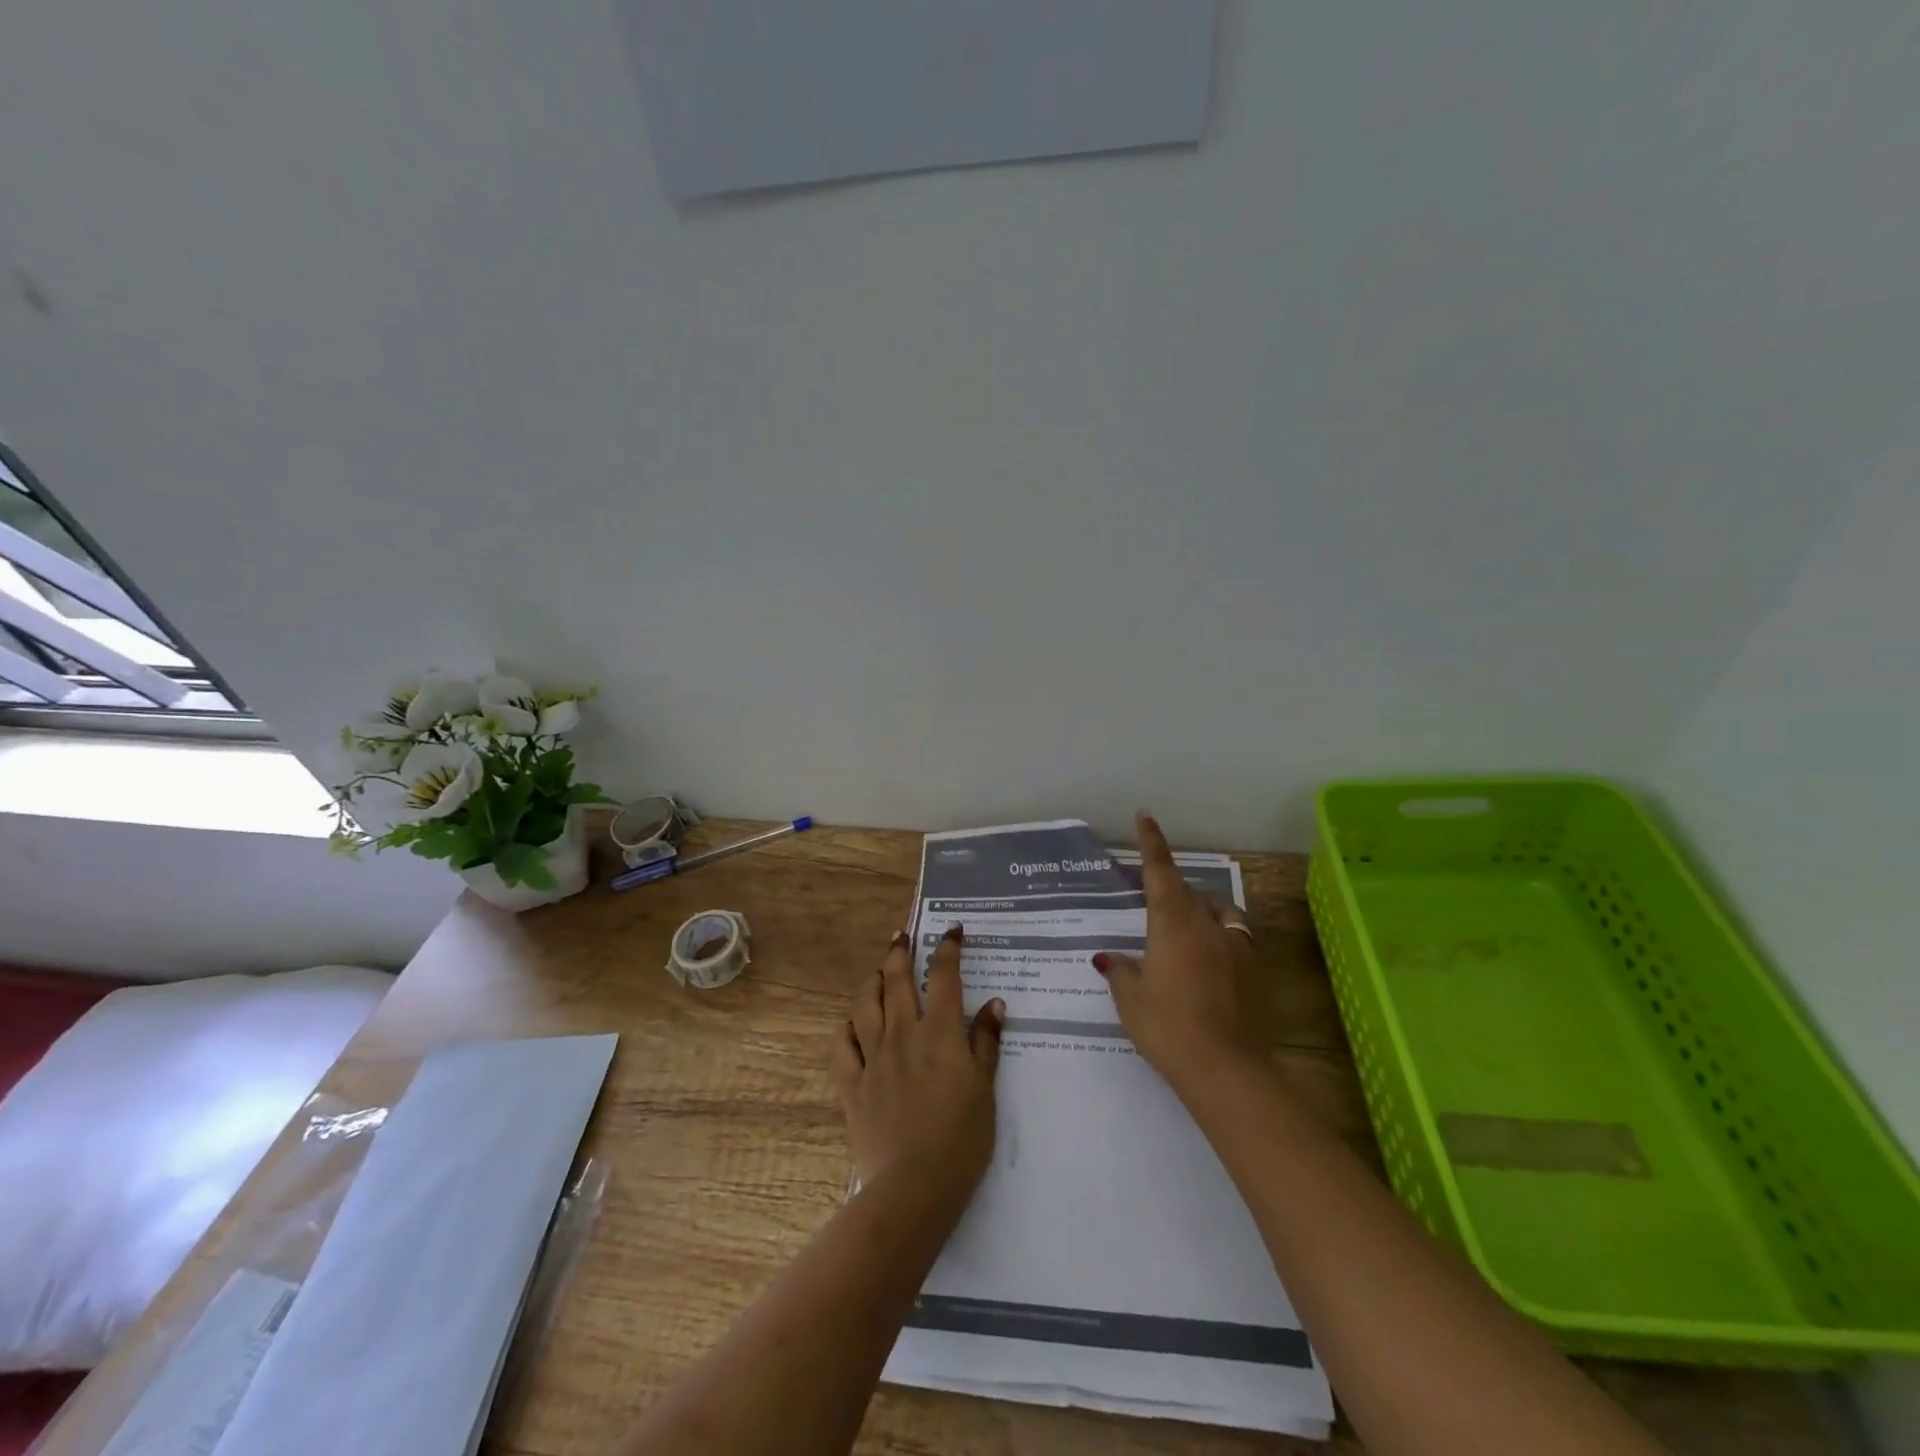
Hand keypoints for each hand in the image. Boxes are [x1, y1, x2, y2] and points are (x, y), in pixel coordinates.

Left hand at [832, 925, 1004, 1202]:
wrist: (914, 1186)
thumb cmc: (961, 1138)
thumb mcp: (985, 1089)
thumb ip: (986, 1043)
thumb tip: (995, 1004)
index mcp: (939, 1034)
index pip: (944, 977)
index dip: (947, 948)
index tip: (951, 930)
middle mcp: (902, 1034)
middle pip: (897, 980)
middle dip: (900, 952)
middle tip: (902, 936)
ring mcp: (873, 1057)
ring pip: (865, 1004)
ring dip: (872, 981)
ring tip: (878, 972)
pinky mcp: (851, 1084)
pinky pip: (842, 1046)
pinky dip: (847, 1028)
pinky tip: (852, 1024)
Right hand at [1095, 810, 1263, 1093]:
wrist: (1225, 1067)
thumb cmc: (1167, 1027)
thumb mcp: (1131, 1000)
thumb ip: (1120, 971)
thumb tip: (1109, 957)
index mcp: (1172, 924)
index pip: (1160, 872)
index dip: (1152, 842)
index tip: (1146, 816)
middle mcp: (1206, 925)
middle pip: (1188, 891)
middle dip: (1170, 887)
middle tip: (1152, 900)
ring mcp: (1234, 946)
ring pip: (1217, 910)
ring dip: (1200, 907)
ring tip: (1187, 924)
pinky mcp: (1252, 969)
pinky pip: (1234, 936)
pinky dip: (1220, 935)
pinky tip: (1211, 956)